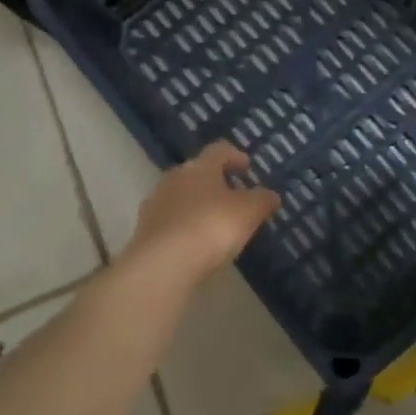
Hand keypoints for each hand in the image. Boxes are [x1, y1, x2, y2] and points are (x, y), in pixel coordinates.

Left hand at [123, 142, 279, 282]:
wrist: (163, 263)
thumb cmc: (211, 227)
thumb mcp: (249, 212)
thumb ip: (262, 200)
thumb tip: (271, 195)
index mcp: (200, 167)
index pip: (218, 151)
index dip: (235, 156)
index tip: (247, 166)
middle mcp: (174, 178)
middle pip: (197, 172)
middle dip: (215, 182)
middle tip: (232, 196)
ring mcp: (155, 203)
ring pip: (180, 196)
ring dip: (196, 204)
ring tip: (213, 223)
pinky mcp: (144, 230)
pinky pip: (169, 221)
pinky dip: (183, 226)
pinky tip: (194, 243)